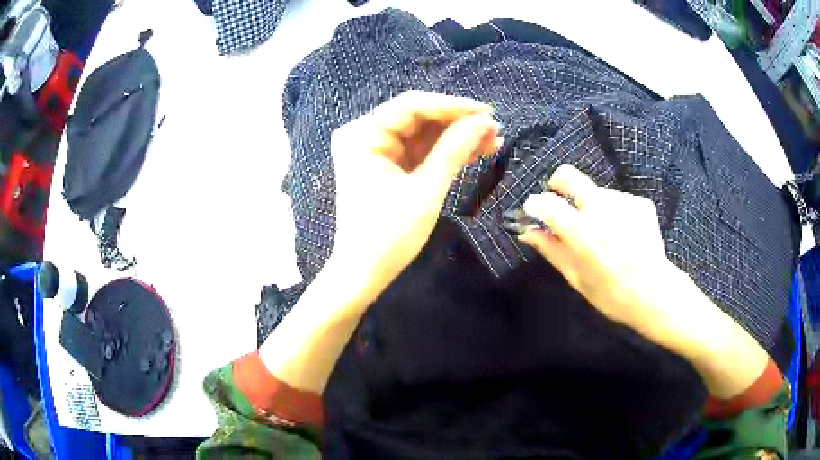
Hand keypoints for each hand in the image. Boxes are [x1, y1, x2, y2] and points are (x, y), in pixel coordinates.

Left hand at [329, 91, 500, 308]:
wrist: (364, 273)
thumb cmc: (389, 236)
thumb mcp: (426, 190)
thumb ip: (454, 150)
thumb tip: (485, 121)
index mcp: (362, 135)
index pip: (411, 106)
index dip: (452, 106)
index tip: (488, 113)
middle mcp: (364, 135)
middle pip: (418, 117)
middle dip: (457, 123)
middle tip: (495, 130)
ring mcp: (375, 150)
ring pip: (422, 133)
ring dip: (456, 137)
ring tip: (493, 142)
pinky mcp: (386, 165)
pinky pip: (419, 150)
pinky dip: (444, 152)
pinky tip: (474, 151)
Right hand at [519, 164, 771, 398]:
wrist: (657, 294)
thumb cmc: (613, 296)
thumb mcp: (578, 279)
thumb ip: (552, 250)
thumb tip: (528, 232)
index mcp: (583, 233)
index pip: (547, 202)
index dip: (535, 205)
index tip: (534, 212)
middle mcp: (601, 209)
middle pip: (569, 175)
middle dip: (557, 184)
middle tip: (560, 204)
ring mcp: (624, 202)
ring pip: (596, 191)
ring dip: (591, 206)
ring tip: (603, 234)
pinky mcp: (640, 203)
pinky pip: (617, 200)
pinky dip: (613, 212)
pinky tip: (623, 234)